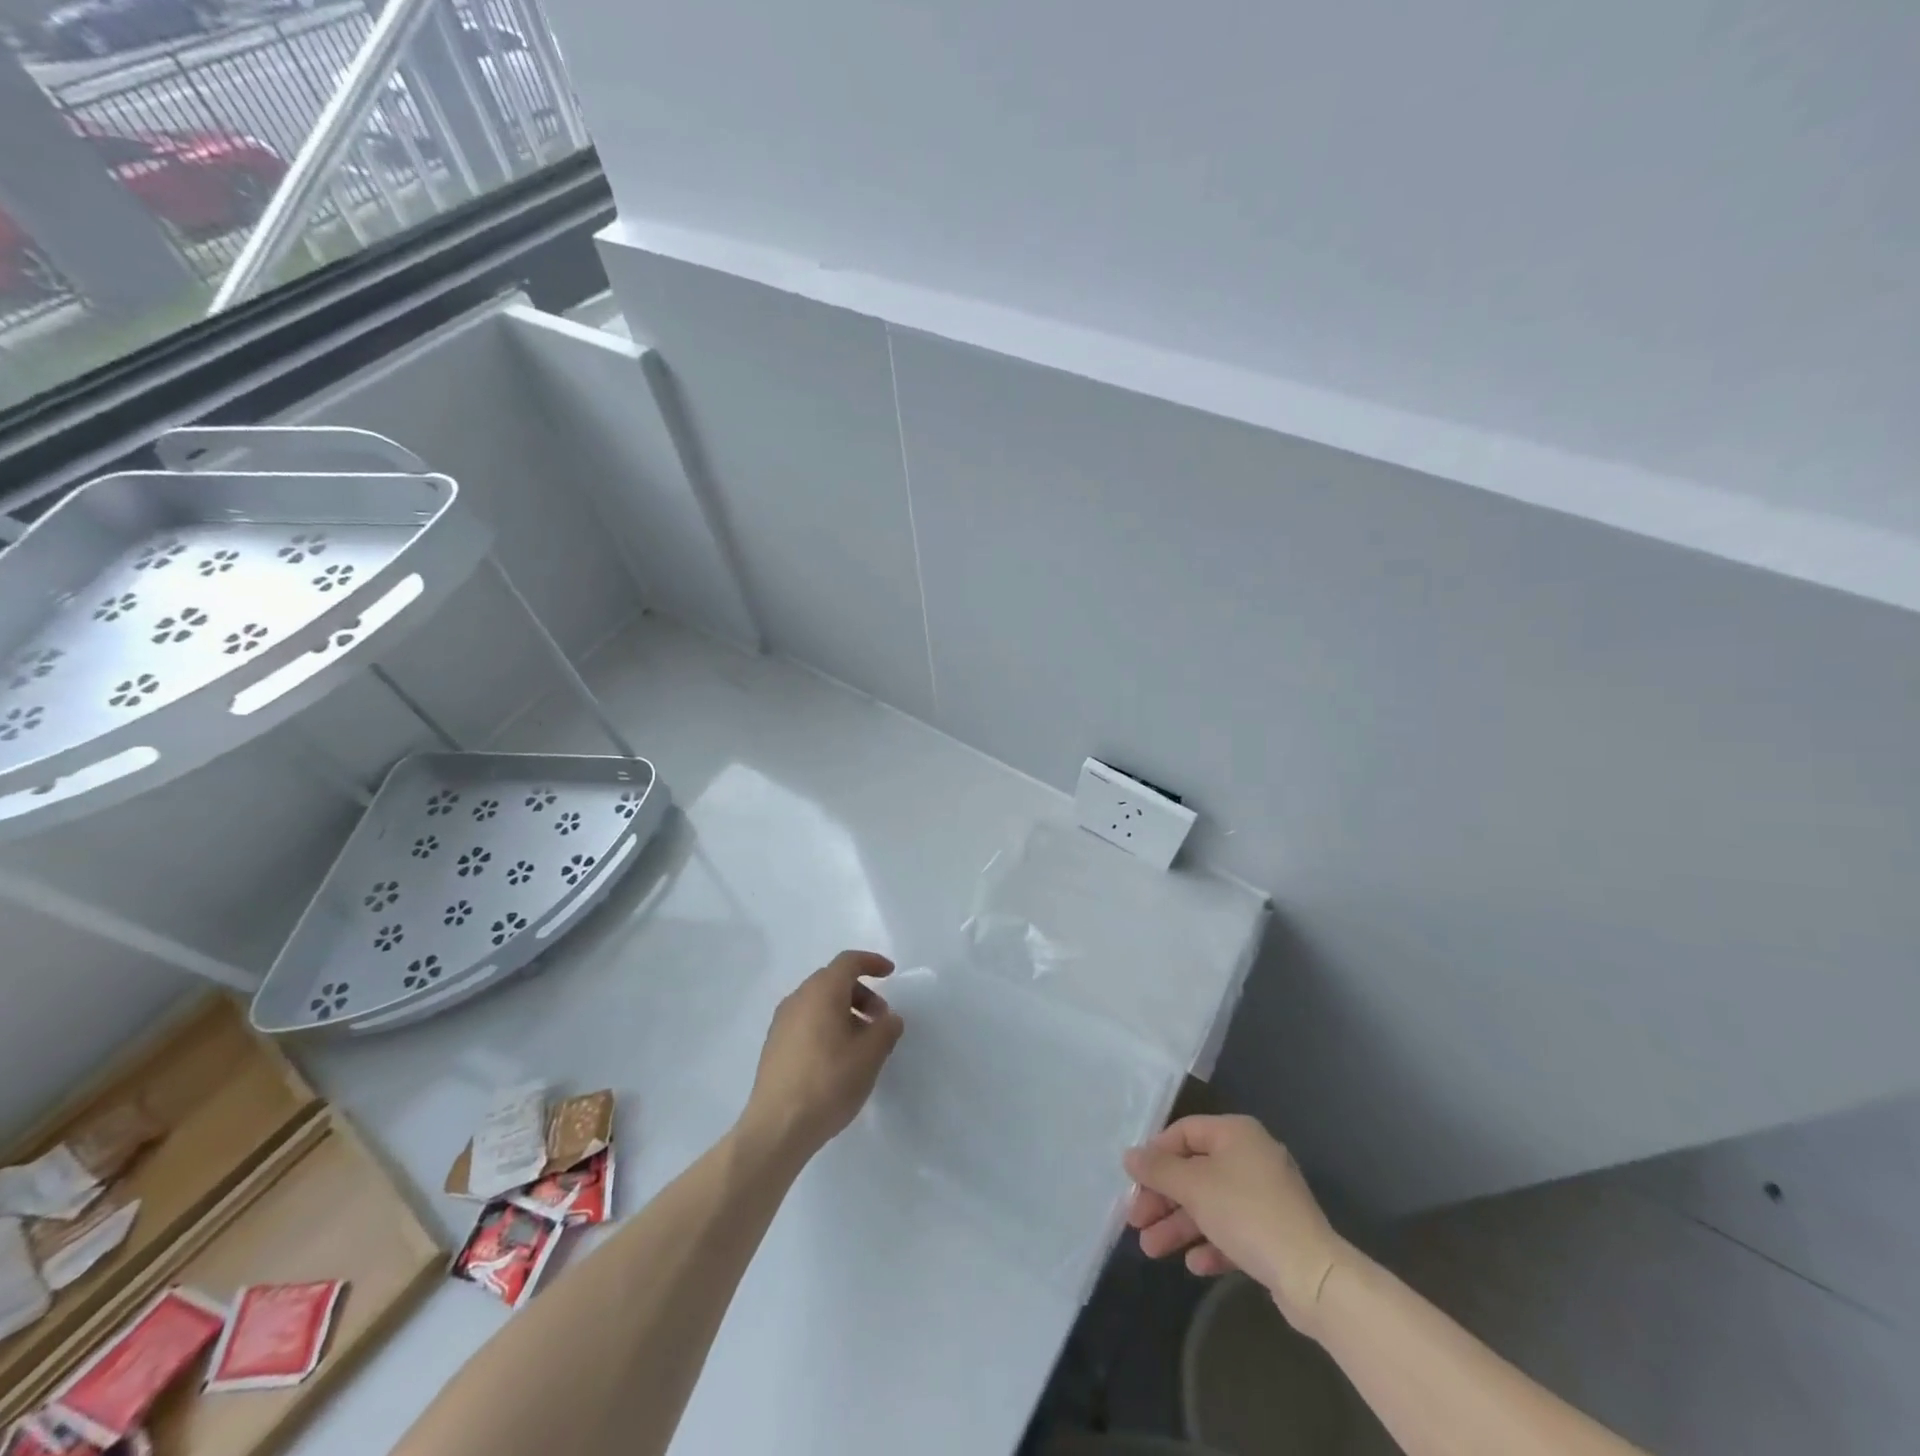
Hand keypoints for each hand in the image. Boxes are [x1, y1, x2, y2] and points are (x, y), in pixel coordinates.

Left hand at [741, 951, 904, 1161]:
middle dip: (861, 992)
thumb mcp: (870, 1055)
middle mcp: (798, 998)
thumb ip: (886, 1028)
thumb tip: (889, 1018)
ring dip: (844, 1011)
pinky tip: (837, 1057)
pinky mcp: (774, 1045)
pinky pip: (806, 1021)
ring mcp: (782, 1022)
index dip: (872, 962)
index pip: (848, 962)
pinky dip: (826, 1025)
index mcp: (822, 992)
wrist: (777, 1127)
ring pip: (819, 1002)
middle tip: (880, 1018)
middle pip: (833, 981)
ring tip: (862, 1042)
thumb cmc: (829, 1082)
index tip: (891, 973)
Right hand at [1124, 1114, 1349, 1332]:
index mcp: (1236, 1133)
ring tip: (1151, 1250)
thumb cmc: (1247, 1214)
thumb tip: (1129, 1155)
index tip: (1134, 1182)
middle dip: (1163, 1199)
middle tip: (1137, 1222)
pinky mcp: (1274, 1232)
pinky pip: (1233, 1229)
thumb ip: (1158, 1169)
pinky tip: (1194, 1264)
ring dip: (1179, 1225)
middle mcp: (1251, 1157)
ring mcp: (1265, 1196)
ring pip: (1210, 1204)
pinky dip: (1210, 1242)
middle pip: (1194, 1171)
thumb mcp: (1194, 1186)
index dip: (1156, 1155)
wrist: (1314, 1277)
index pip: (1184, 1132)